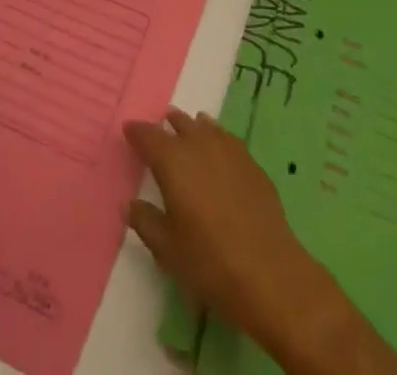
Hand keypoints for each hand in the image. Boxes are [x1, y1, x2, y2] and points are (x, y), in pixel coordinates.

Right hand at [124, 110, 344, 360]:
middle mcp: (199, 145)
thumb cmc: (209, 262)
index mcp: (173, 161)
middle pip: (179, 124)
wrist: (268, 272)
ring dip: (192, 126)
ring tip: (188, 126)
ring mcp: (229, 150)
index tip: (128, 129)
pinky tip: (218, 146)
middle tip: (159, 126)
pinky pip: (227, 138)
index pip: (149, 136)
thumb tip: (130, 204)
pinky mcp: (251, 162)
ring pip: (205, 126)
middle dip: (167, 125)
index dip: (137, 132)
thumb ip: (146, 222)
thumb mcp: (167, 249)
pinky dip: (216, 136)